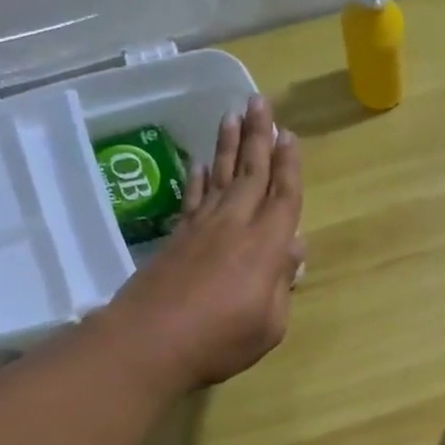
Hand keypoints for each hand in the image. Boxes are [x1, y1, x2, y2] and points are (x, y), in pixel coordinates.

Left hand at [105, 95, 306, 390]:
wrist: (151, 342)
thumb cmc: (221, 340)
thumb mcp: (270, 324)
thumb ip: (282, 284)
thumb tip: (294, 248)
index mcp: (266, 247)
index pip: (283, 197)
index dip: (289, 166)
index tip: (289, 135)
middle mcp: (235, 226)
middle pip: (251, 173)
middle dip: (258, 136)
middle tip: (261, 101)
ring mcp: (203, 228)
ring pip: (222, 176)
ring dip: (229, 145)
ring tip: (233, 114)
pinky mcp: (178, 237)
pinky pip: (193, 197)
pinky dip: (199, 177)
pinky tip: (202, 162)